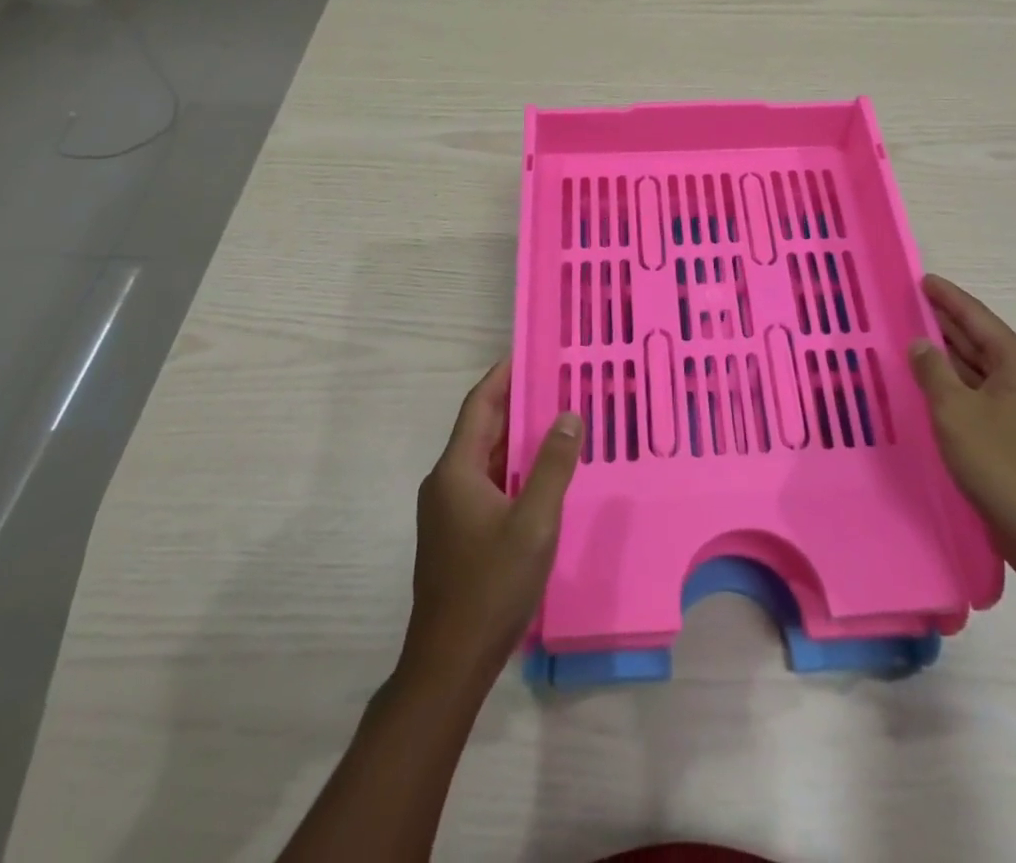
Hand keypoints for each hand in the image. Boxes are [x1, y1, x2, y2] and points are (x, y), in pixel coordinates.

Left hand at [402, 361, 582, 686]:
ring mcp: (449, 511)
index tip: (530, 352)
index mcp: (456, 471)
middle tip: (555, 381)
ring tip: (556, 419)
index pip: (480, 406)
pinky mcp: (457, 534)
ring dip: (516, 437)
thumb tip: (568, 416)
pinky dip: (513, 467)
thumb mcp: (534, 523)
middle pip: (481, 429)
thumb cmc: (491, 586)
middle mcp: (446, 483)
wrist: (450, 663)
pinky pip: (487, 483)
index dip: (503, 376)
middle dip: (515, 403)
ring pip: (485, 458)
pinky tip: (541, 474)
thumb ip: (552, 466)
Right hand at [910, 274, 1015, 577]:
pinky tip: (938, 382)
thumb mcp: (955, 412)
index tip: (924, 279)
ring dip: (953, 353)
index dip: (948, 297)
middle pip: (983, 339)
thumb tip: (921, 343)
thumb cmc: (999, 464)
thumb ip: (933, 371)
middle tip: (914, 303)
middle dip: (949, 322)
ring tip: (919, 336)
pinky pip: (986, 392)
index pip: (978, 318)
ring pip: (984, 367)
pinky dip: (960, 382)